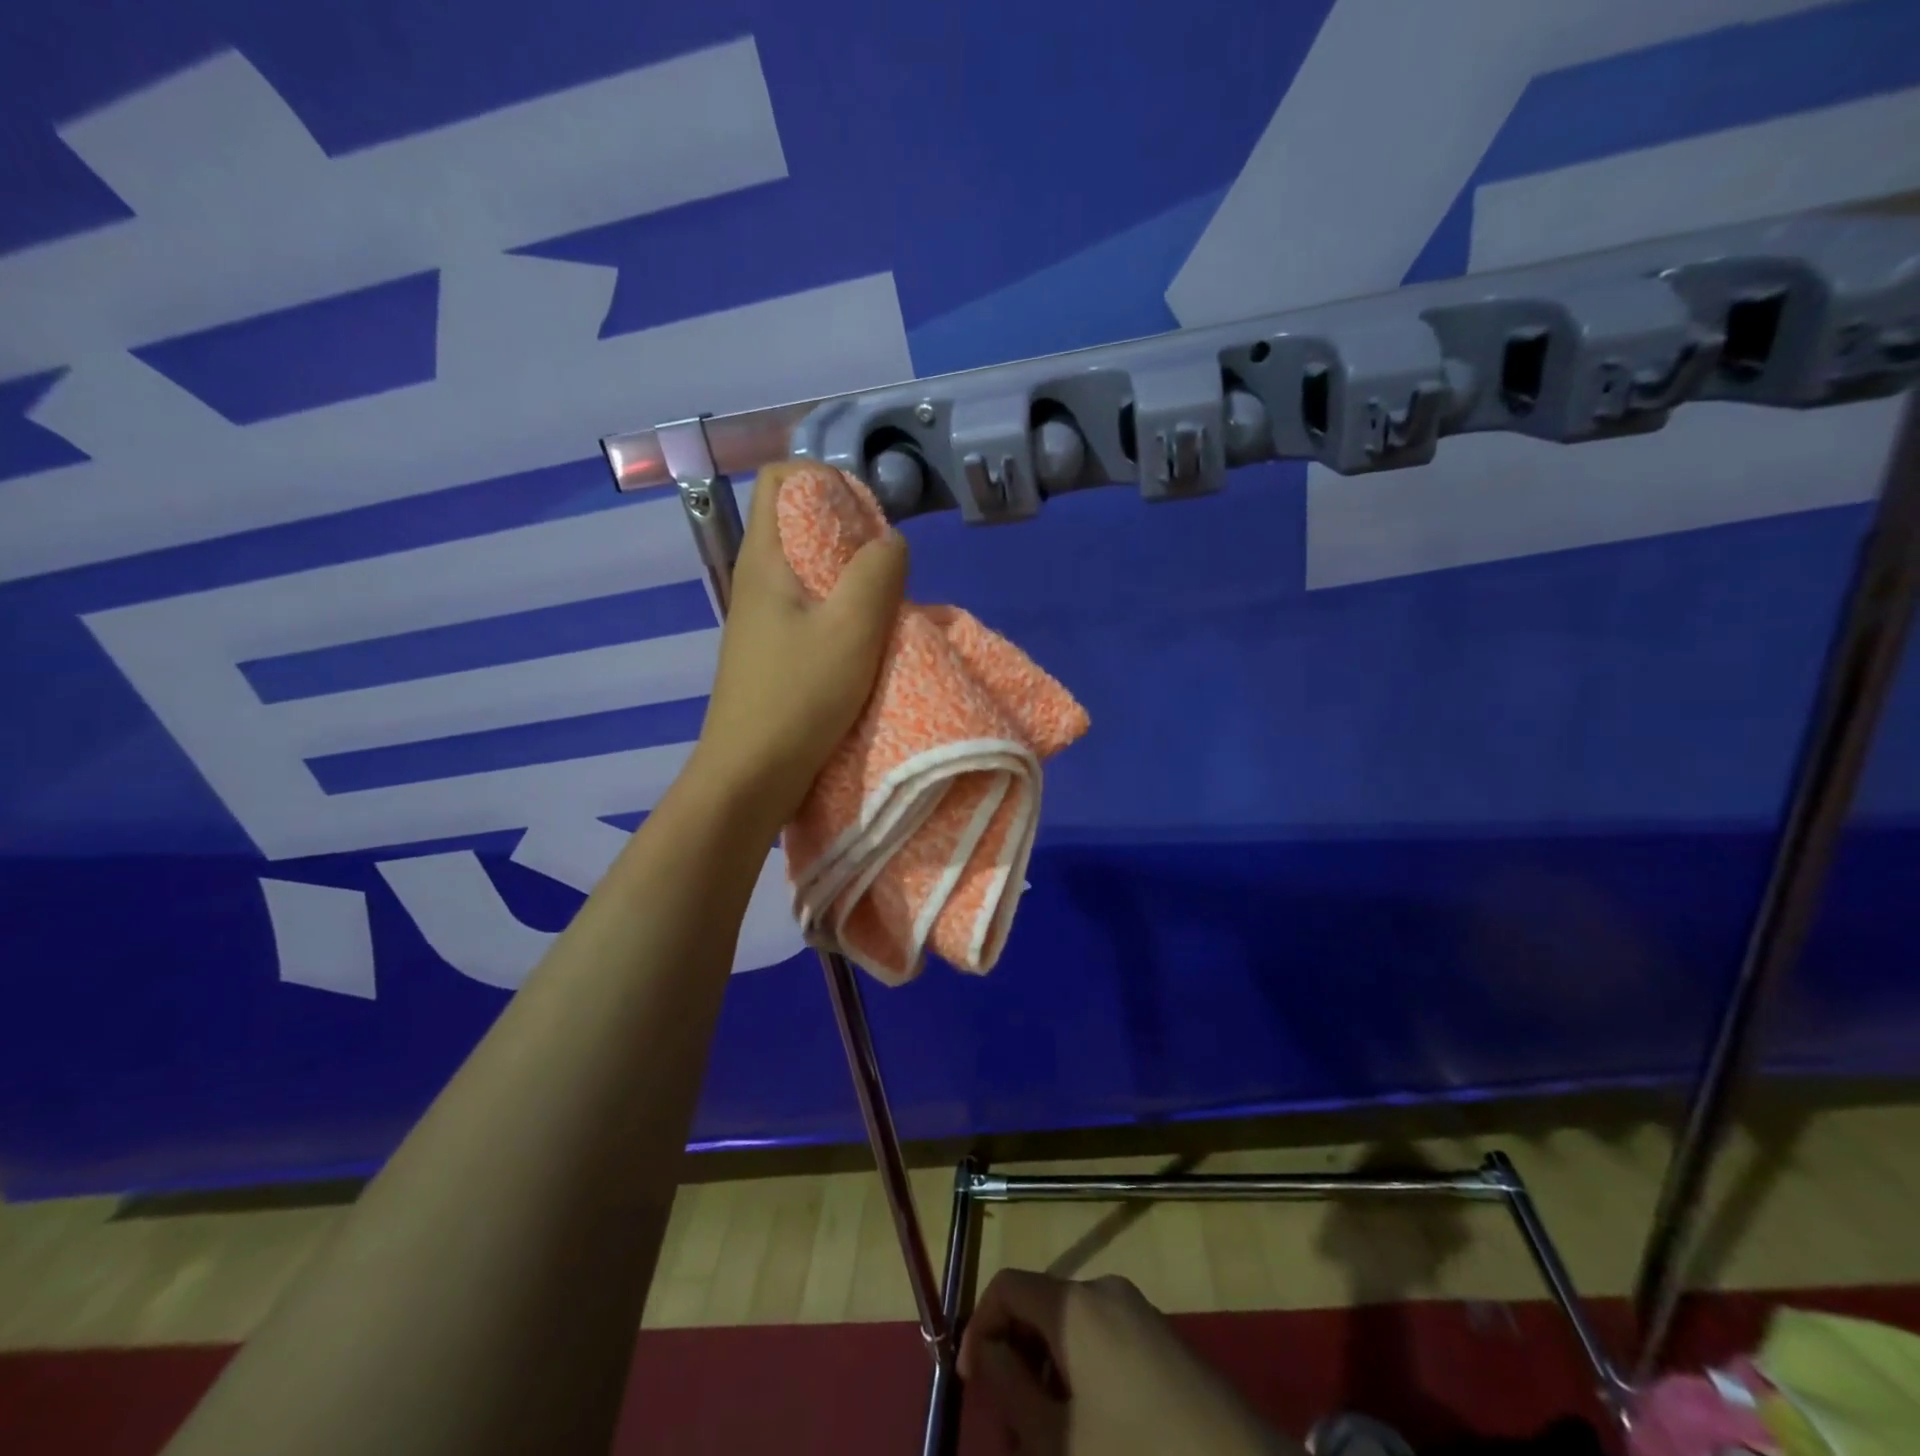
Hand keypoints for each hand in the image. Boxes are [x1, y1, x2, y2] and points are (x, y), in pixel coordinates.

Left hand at [687, 461, 907, 829]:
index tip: (866, 518)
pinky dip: (841, 611)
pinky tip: (865, 642)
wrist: (751, 775)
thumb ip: (878, 571)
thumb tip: (890, 542)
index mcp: (764, 558)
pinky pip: (810, 608)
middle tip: (886, 568)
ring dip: (850, 576)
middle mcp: (757, 578)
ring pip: (809, 569)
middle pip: (800, 522)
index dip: (826, 480)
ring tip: (883, 607)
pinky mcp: (772, 650)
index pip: (781, 478)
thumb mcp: (852, 628)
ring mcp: (762, 617)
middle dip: (849, 531)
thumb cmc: (799, 697)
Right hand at [959, 1270, 1295, 1455]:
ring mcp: (1141, 1314)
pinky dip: (1084, 1380)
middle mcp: (1105, 1292)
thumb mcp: (1058, 1440)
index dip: (979, 1328)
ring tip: (1051, 1445)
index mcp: (1075, 1304)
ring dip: (1049, 1380)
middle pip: (1040, 1310)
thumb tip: (984, 1351)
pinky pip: (1105, 1345)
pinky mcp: (1166, 1344)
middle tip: (1013, 1434)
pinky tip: (1093, 1437)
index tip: (970, 1385)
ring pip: (1072, 1333)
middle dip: (1016, 1365)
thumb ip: (1009, 1388)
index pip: (1007, 1287)